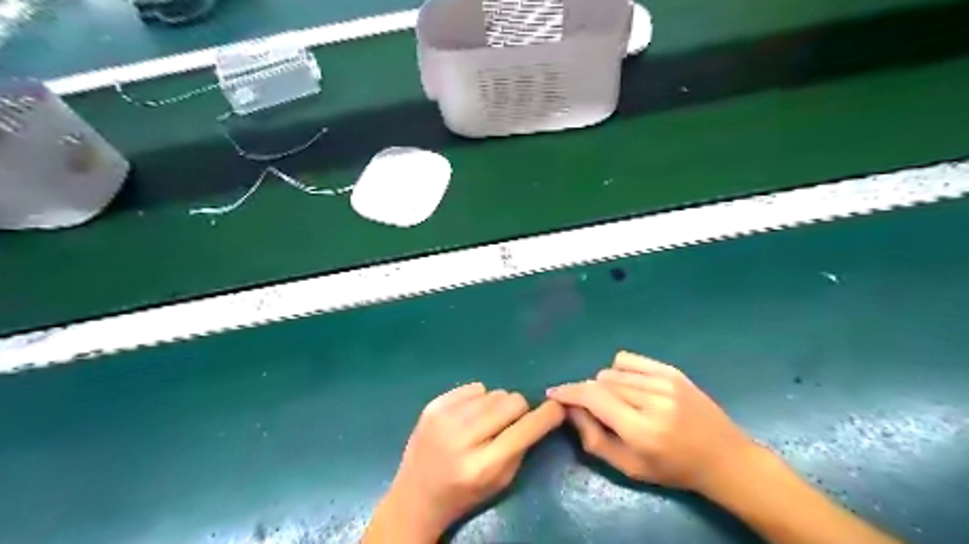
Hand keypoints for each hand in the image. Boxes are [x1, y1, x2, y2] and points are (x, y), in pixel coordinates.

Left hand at [372, 380, 568, 541]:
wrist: (416, 497)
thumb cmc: (465, 494)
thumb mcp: (501, 482)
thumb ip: (522, 447)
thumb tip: (541, 413)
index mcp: (483, 465)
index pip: (526, 429)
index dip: (547, 415)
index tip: (557, 408)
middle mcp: (462, 438)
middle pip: (511, 401)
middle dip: (518, 410)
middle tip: (509, 423)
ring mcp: (444, 419)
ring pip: (493, 392)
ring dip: (497, 405)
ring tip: (485, 422)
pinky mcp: (432, 406)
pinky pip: (473, 387)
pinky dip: (477, 399)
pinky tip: (467, 416)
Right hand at [548, 350, 751, 494]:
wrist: (724, 458)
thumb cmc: (673, 470)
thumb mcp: (628, 467)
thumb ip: (593, 438)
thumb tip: (570, 409)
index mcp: (641, 430)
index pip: (593, 398)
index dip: (568, 393)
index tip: (553, 393)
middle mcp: (652, 400)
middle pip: (600, 382)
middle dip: (588, 394)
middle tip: (594, 411)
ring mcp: (664, 382)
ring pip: (612, 371)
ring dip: (605, 385)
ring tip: (619, 403)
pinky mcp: (672, 371)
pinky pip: (628, 359)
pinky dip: (619, 370)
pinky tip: (628, 386)